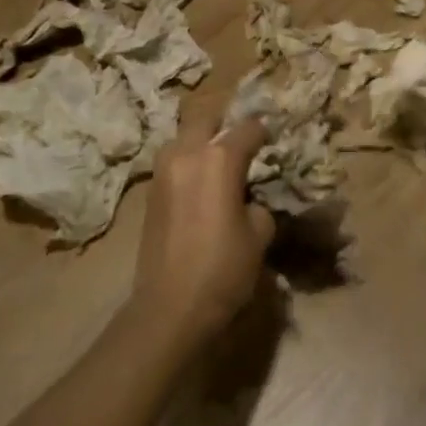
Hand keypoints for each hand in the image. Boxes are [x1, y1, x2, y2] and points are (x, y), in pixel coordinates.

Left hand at [131, 112, 274, 346]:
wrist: (170, 306)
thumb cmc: (223, 268)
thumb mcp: (260, 234)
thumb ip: (258, 204)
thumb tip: (249, 200)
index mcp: (219, 158)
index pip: (248, 128)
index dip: (265, 132)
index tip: (274, 141)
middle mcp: (187, 153)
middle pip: (207, 119)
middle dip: (226, 125)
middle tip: (244, 143)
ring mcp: (163, 170)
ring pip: (184, 137)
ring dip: (202, 141)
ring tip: (220, 163)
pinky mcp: (150, 190)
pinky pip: (173, 161)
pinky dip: (188, 163)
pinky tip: (201, 184)